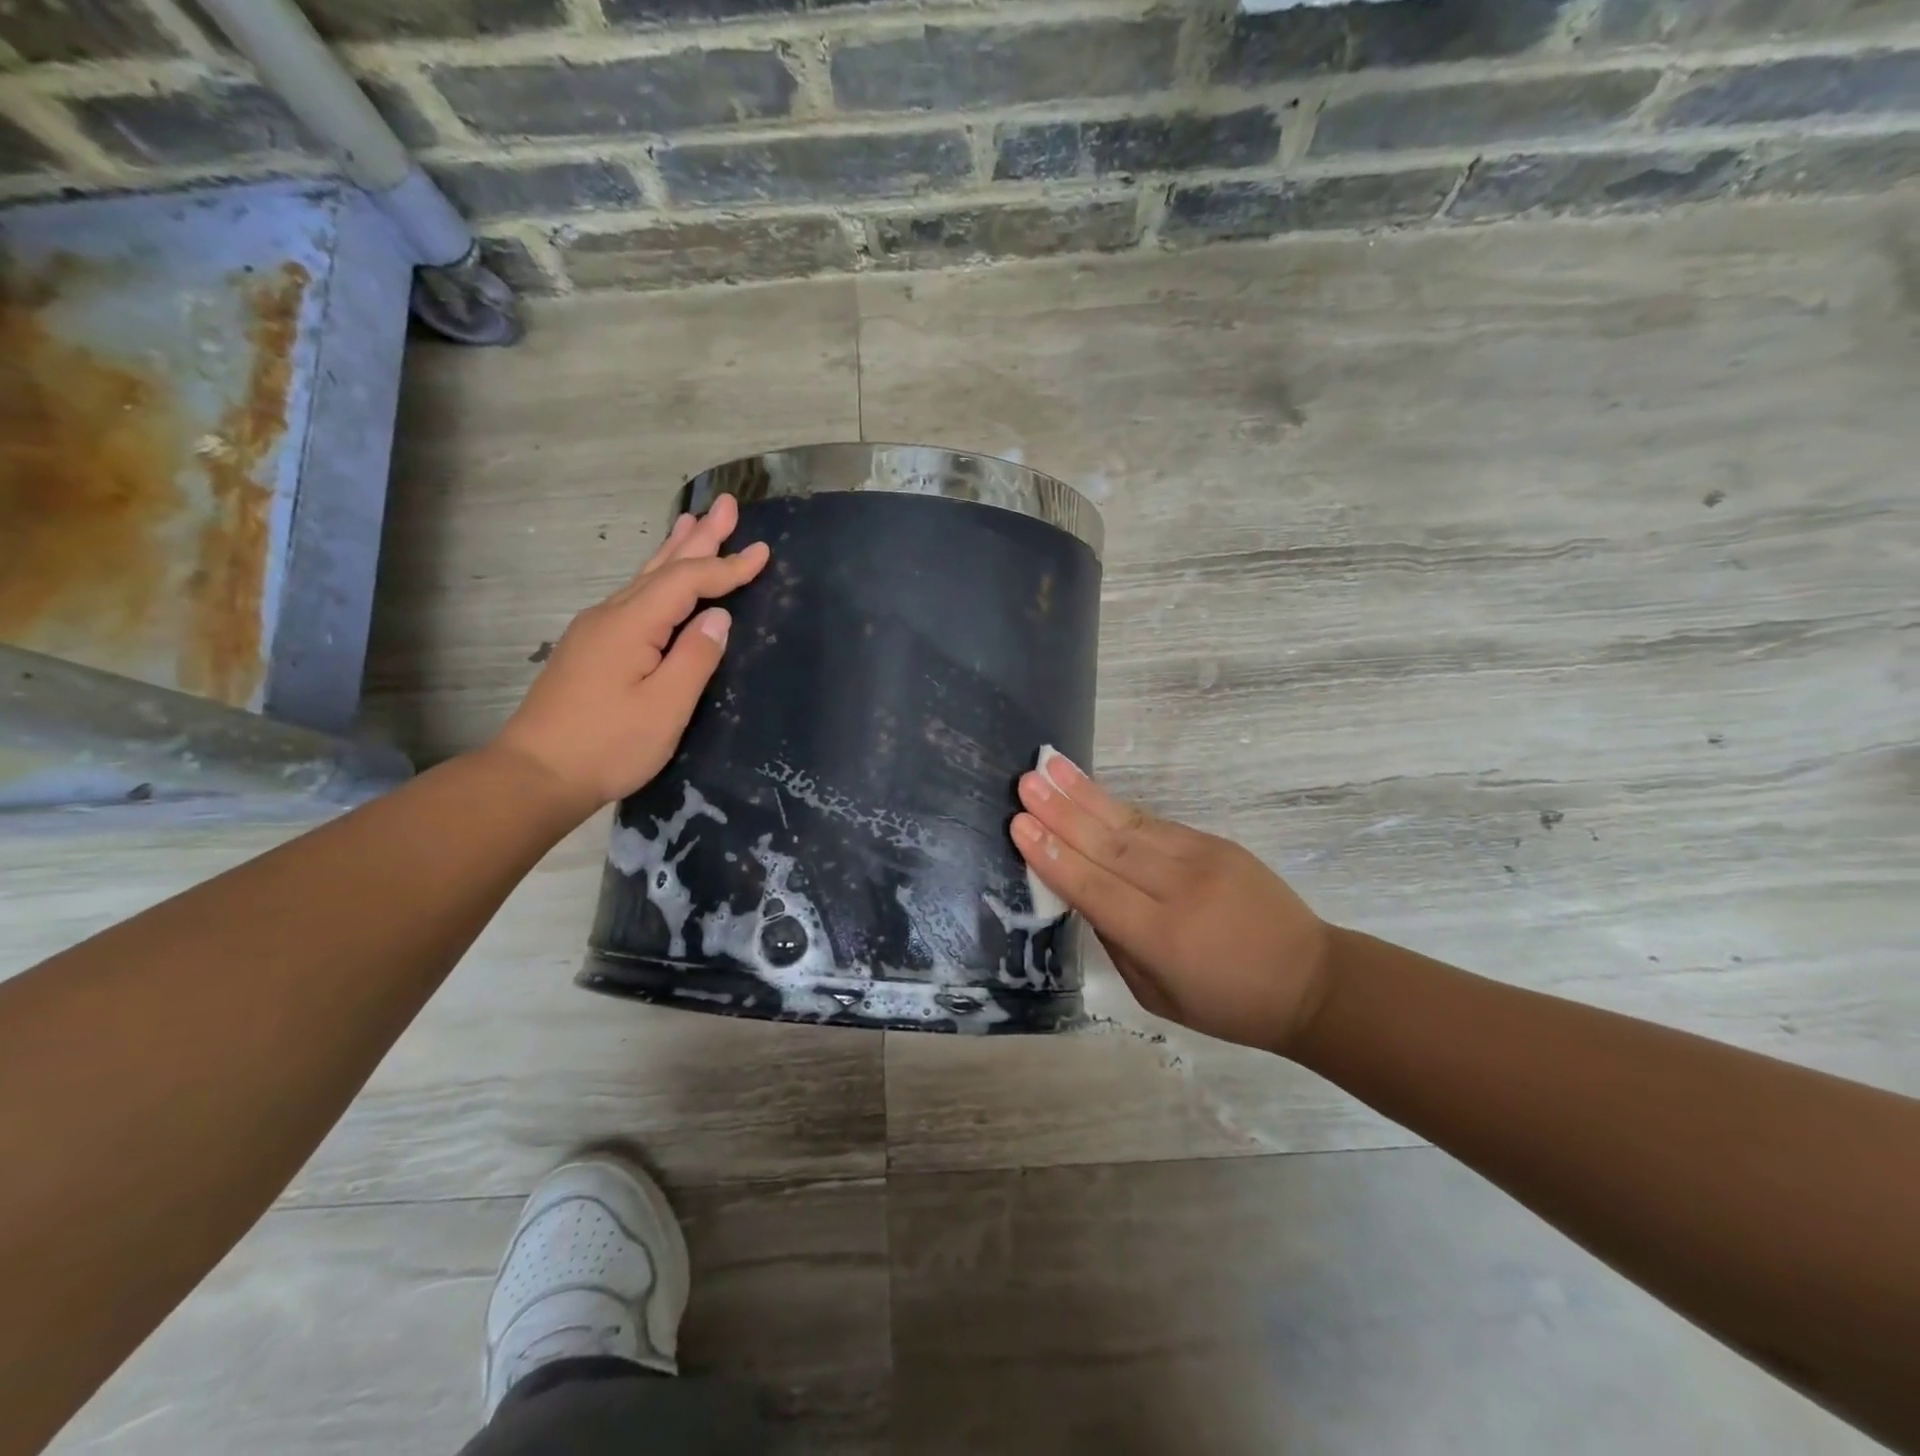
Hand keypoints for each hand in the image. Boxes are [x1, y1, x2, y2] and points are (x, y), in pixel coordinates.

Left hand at [490, 496, 769, 815]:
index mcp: (632, 625)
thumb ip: (695, 657)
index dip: (727, 567)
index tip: (763, 552)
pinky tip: (660, 578)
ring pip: (644, 579)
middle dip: (698, 537)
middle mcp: (611, 616)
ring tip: (692, 522)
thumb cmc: (608, 745)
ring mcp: (596, 630)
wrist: (535, 774)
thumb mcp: (665, 707)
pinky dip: (657, 577)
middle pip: (662, 567)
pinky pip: (634, 598)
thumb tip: (719, 617)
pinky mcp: (592, 649)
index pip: (687, 582)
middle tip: (726, 505)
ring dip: (674, 550)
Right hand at [1012, 752, 1334, 1054]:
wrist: (1310, 980)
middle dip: (1060, 812)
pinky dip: (1117, 806)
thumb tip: (1085, 894)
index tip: (1019, 825)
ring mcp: (1201, 860)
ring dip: (1084, 794)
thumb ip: (1117, 942)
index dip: (1054, 857)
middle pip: (1108, 845)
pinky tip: (1089, 790)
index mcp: (1163, 938)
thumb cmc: (1228, 1003)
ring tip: (1050, 767)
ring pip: (1130, 822)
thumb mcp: (1158, 994)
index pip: (1096, 889)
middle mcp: (1179, 891)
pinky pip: (1156, 822)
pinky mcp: (1216, 843)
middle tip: (1025, 783)